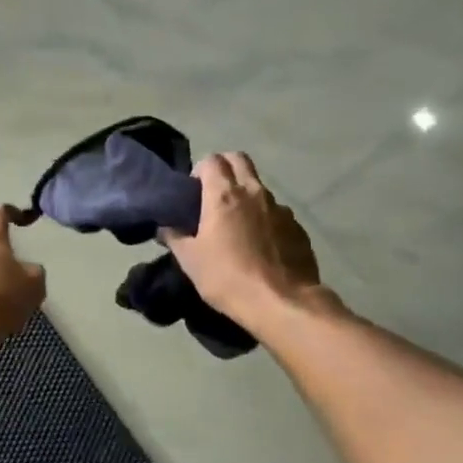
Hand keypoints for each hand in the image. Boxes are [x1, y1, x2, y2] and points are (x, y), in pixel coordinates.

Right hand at [162, 153, 319, 325]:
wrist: (282, 302)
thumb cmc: (228, 277)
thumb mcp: (190, 260)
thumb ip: (174, 237)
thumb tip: (164, 226)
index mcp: (223, 195)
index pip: (212, 160)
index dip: (200, 170)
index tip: (194, 192)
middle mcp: (254, 192)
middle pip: (239, 160)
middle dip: (225, 168)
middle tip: (214, 195)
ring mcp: (280, 208)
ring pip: (259, 186)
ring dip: (246, 195)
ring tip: (238, 225)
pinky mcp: (297, 227)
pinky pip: (277, 212)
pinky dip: (265, 218)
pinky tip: (260, 245)